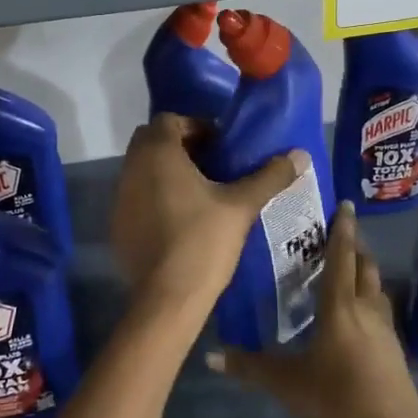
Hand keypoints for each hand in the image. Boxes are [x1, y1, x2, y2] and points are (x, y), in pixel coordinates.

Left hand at [110, 113, 304, 318]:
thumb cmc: (203, 241)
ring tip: (201, 192)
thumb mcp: (241, 206)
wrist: (167, 297)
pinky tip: (180, 220)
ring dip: (167, 172)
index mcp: (157, 153)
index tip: (222, 146)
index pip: (170, 120)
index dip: (197, 127)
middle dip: (181, 147)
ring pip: (143, 170)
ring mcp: (119, 197)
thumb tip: (301, 154)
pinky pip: (136, 197)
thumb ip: (270, 176)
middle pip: (153, 142)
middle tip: (213, 166)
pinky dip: (154, 198)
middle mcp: (131, 168)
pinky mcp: (117, 224)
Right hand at [208, 202, 417, 417]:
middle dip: (354, 246)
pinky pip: (380, 311)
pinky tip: (358, 313)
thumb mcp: (287, 384)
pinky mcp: (394, 351)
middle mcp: (366, 309)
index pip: (341, 257)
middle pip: (365, 267)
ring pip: (376, 288)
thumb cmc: (338, 400)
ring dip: (365, 271)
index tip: (344, 204)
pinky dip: (369, 298)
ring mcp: (385, 330)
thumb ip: (249, 367)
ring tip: (348, 267)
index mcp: (340, 307)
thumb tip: (210, 356)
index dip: (342, 229)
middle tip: (339, 234)